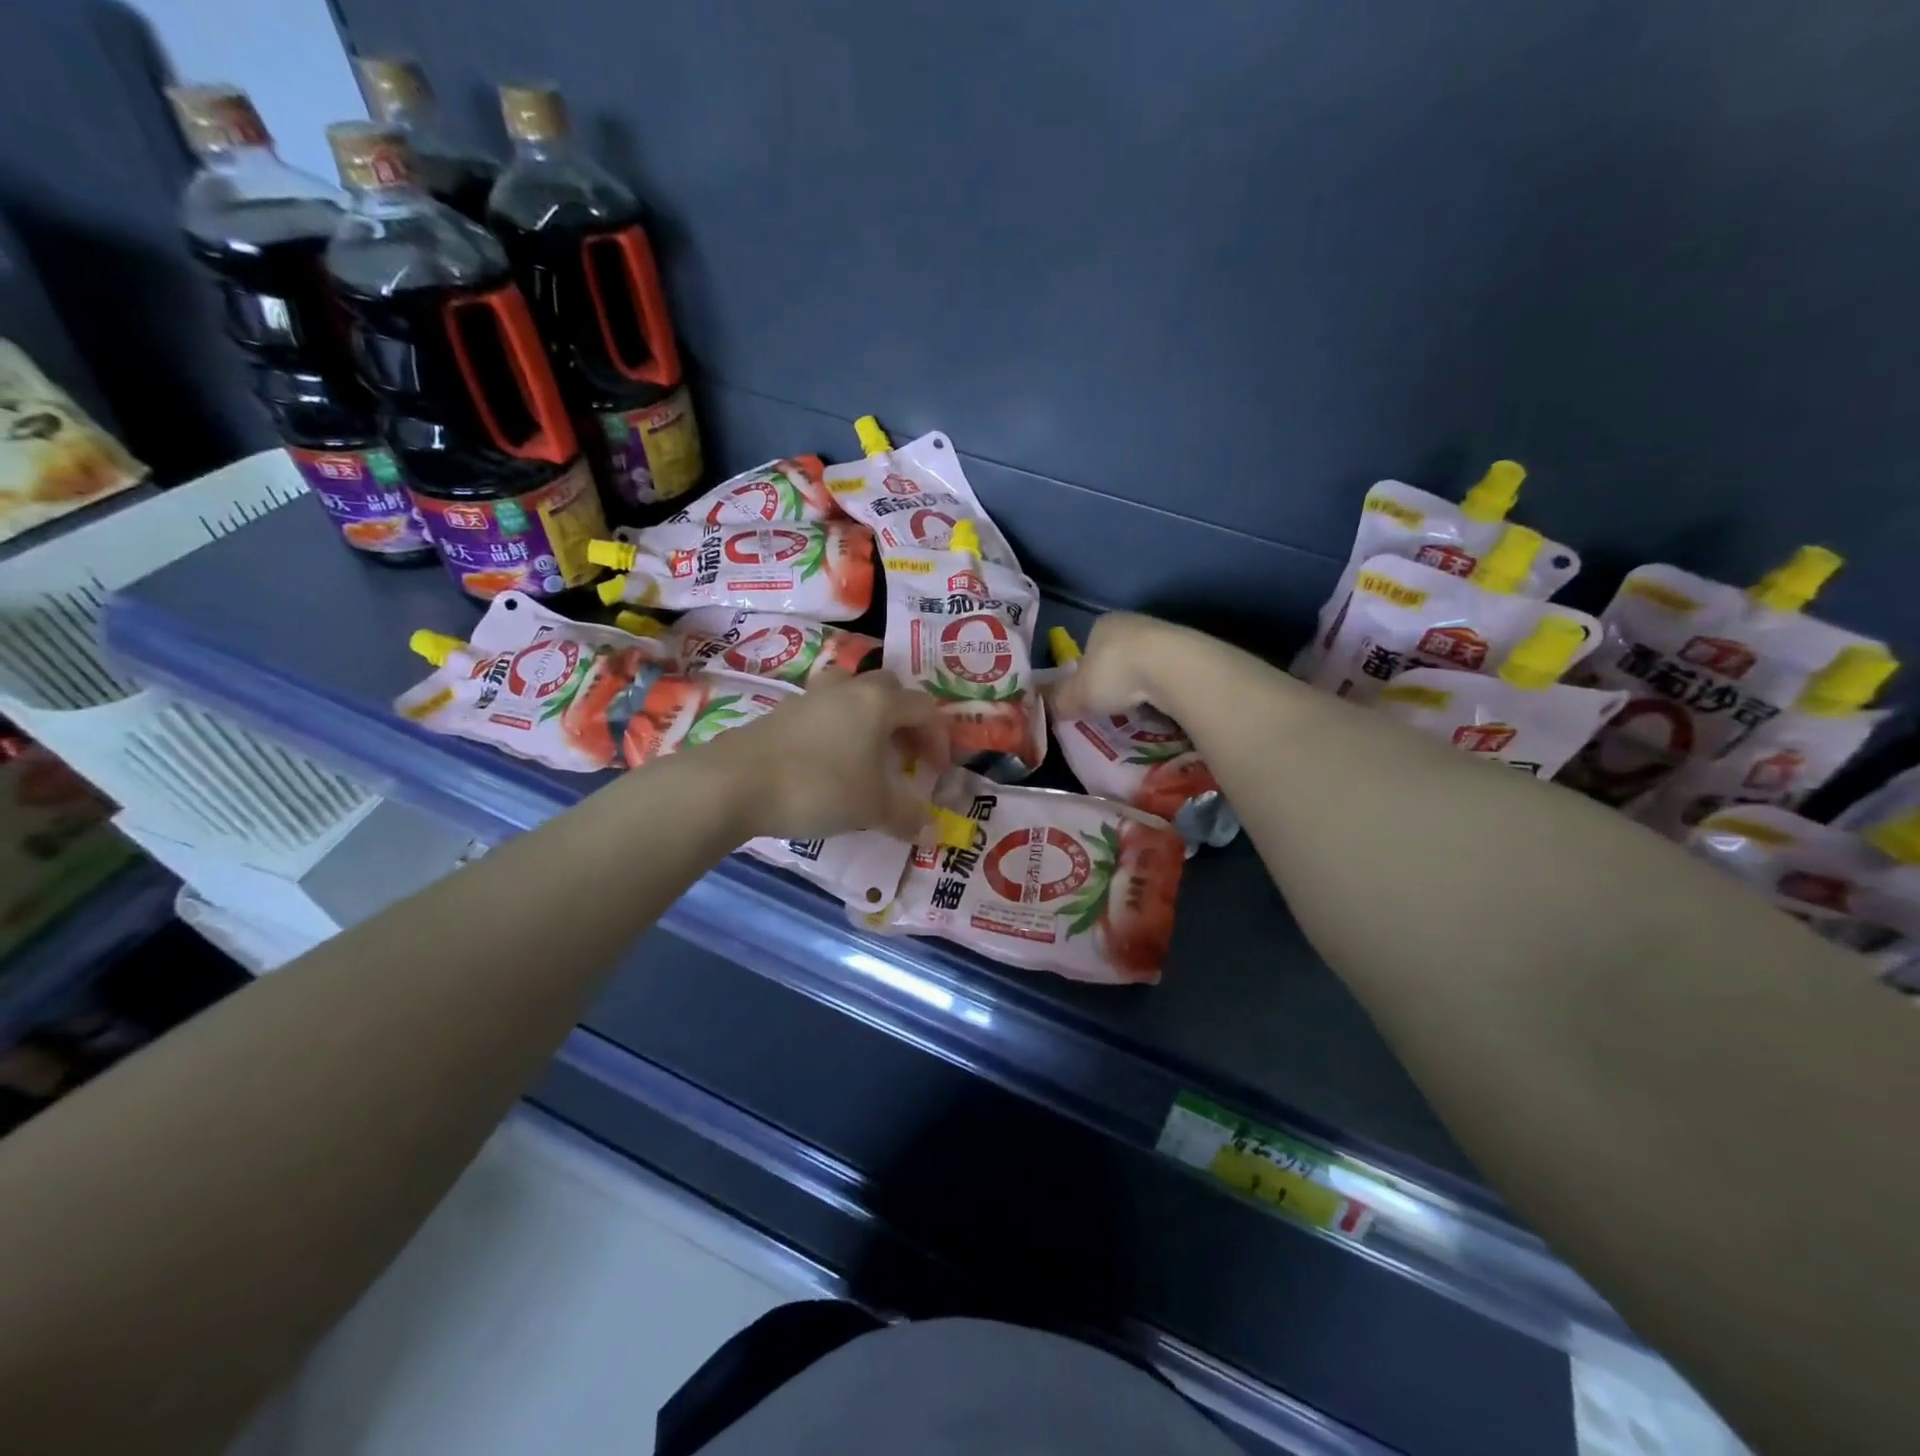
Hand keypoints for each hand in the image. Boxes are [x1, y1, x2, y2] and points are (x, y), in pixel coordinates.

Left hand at [709, 670, 951, 841]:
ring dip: (869, 721)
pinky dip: (839, 731)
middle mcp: (847, 689)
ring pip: (852, 696)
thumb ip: (907, 816)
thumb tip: (934, 832)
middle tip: (905, 756)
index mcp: (877, 702)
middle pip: (889, 690)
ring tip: (869, 756)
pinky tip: (831, 764)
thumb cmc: (818, 787)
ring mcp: (810, 698)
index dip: (939, 739)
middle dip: (905, 721)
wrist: (734, 784)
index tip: (937, 772)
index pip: (924, 709)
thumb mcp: (871, 807)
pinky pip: (824, 713)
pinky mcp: (781, 713)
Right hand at [1053, 612, 1188, 719]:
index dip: (1086, 673)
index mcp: (1101, 625)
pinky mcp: (1188, 649)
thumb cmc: (1114, 674)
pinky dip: (1163, 689)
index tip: (1089, 696)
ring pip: (1145, 663)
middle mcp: (1131, 622)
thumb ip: (1061, 700)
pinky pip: (1168, 673)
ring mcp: (1163, 633)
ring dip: (1141, 684)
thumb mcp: (1076, 694)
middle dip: (1115, 679)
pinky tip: (1162, 705)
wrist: (1171, 667)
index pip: (1088, 647)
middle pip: (1118, 654)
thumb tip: (1053, 706)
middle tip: (1114, 706)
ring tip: (1140, 709)